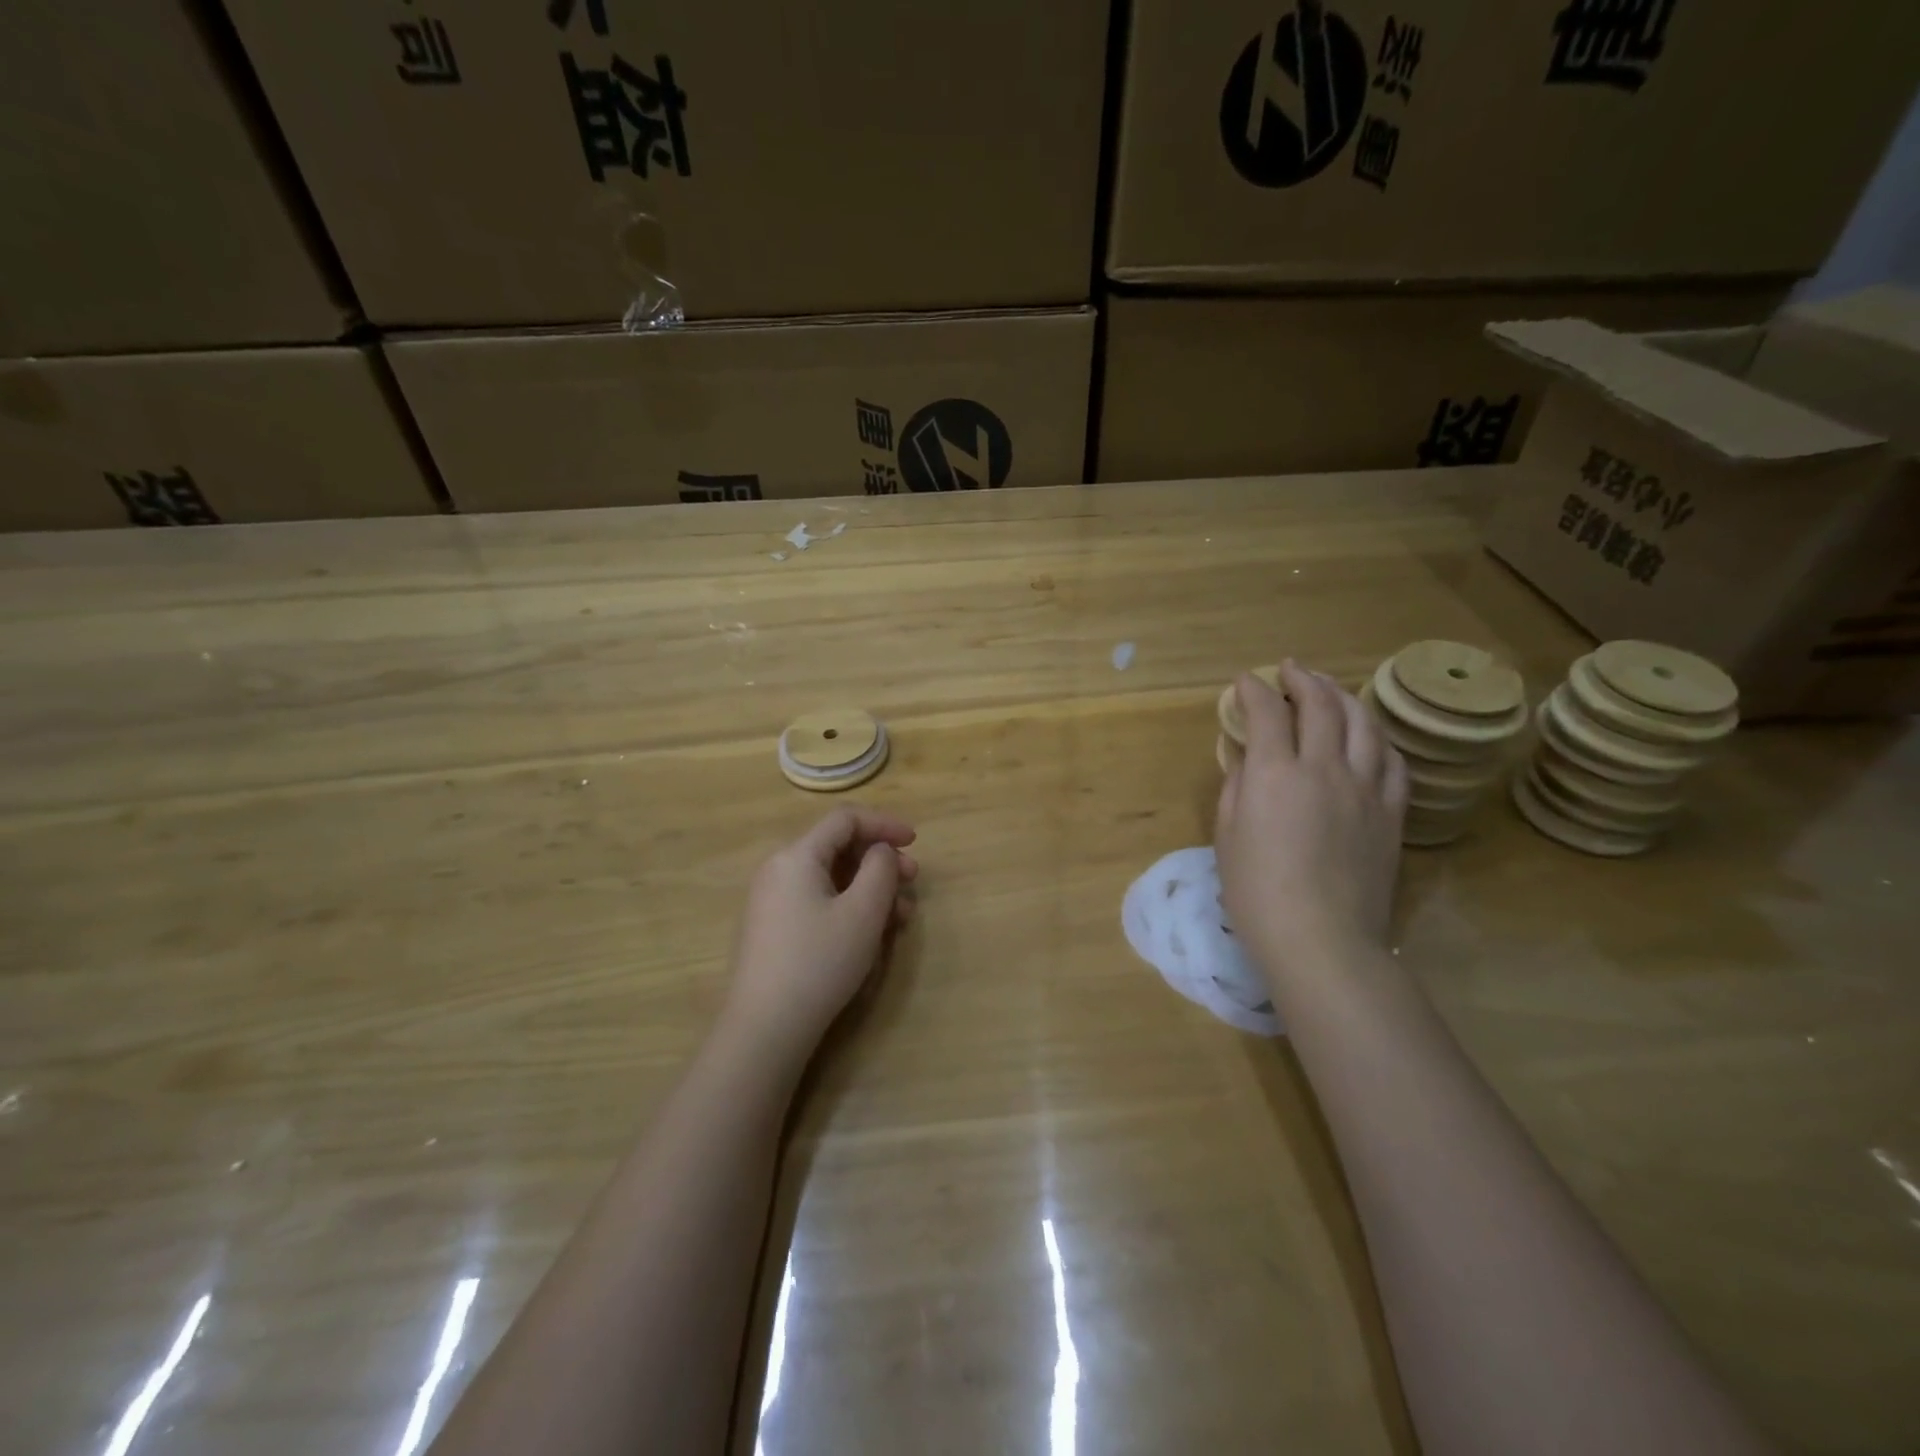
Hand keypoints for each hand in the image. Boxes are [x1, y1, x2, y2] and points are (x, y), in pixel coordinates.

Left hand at [725, 806, 917, 1054]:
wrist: (765, 1027)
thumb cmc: (819, 962)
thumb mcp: (863, 912)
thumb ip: (880, 869)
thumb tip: (880, 851)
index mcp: (797, 856)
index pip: (845, 819)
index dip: (884, 824)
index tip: (915, 842)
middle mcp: (779, 869)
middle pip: (837, 847)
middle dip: (880, 860)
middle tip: (912, 882)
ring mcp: (772, 900)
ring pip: (830, 878)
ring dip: (869, 887)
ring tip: (899, 917)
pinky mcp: (772, 928)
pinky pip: (817, 900)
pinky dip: (848, 905)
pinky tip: (870, 932)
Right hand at [1216, 661, 1407, 989]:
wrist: (1322, 939)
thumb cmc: (1257, 892)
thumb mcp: (1227, 836)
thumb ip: (1236, 787)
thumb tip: (1246, 758)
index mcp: (1276, 774)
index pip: (1268, 712)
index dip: (1254, 690)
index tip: (1244, 682)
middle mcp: (1325, 768)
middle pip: (1321, 706)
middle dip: (1302, 679)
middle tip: (1289, 670)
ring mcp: (1365, 788)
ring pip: (1363, 723)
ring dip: (1343, 696)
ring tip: (1329, 687)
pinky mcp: (1390, 812)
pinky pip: (1391, 760)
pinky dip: (1376, 737)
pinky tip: (1367, 735)